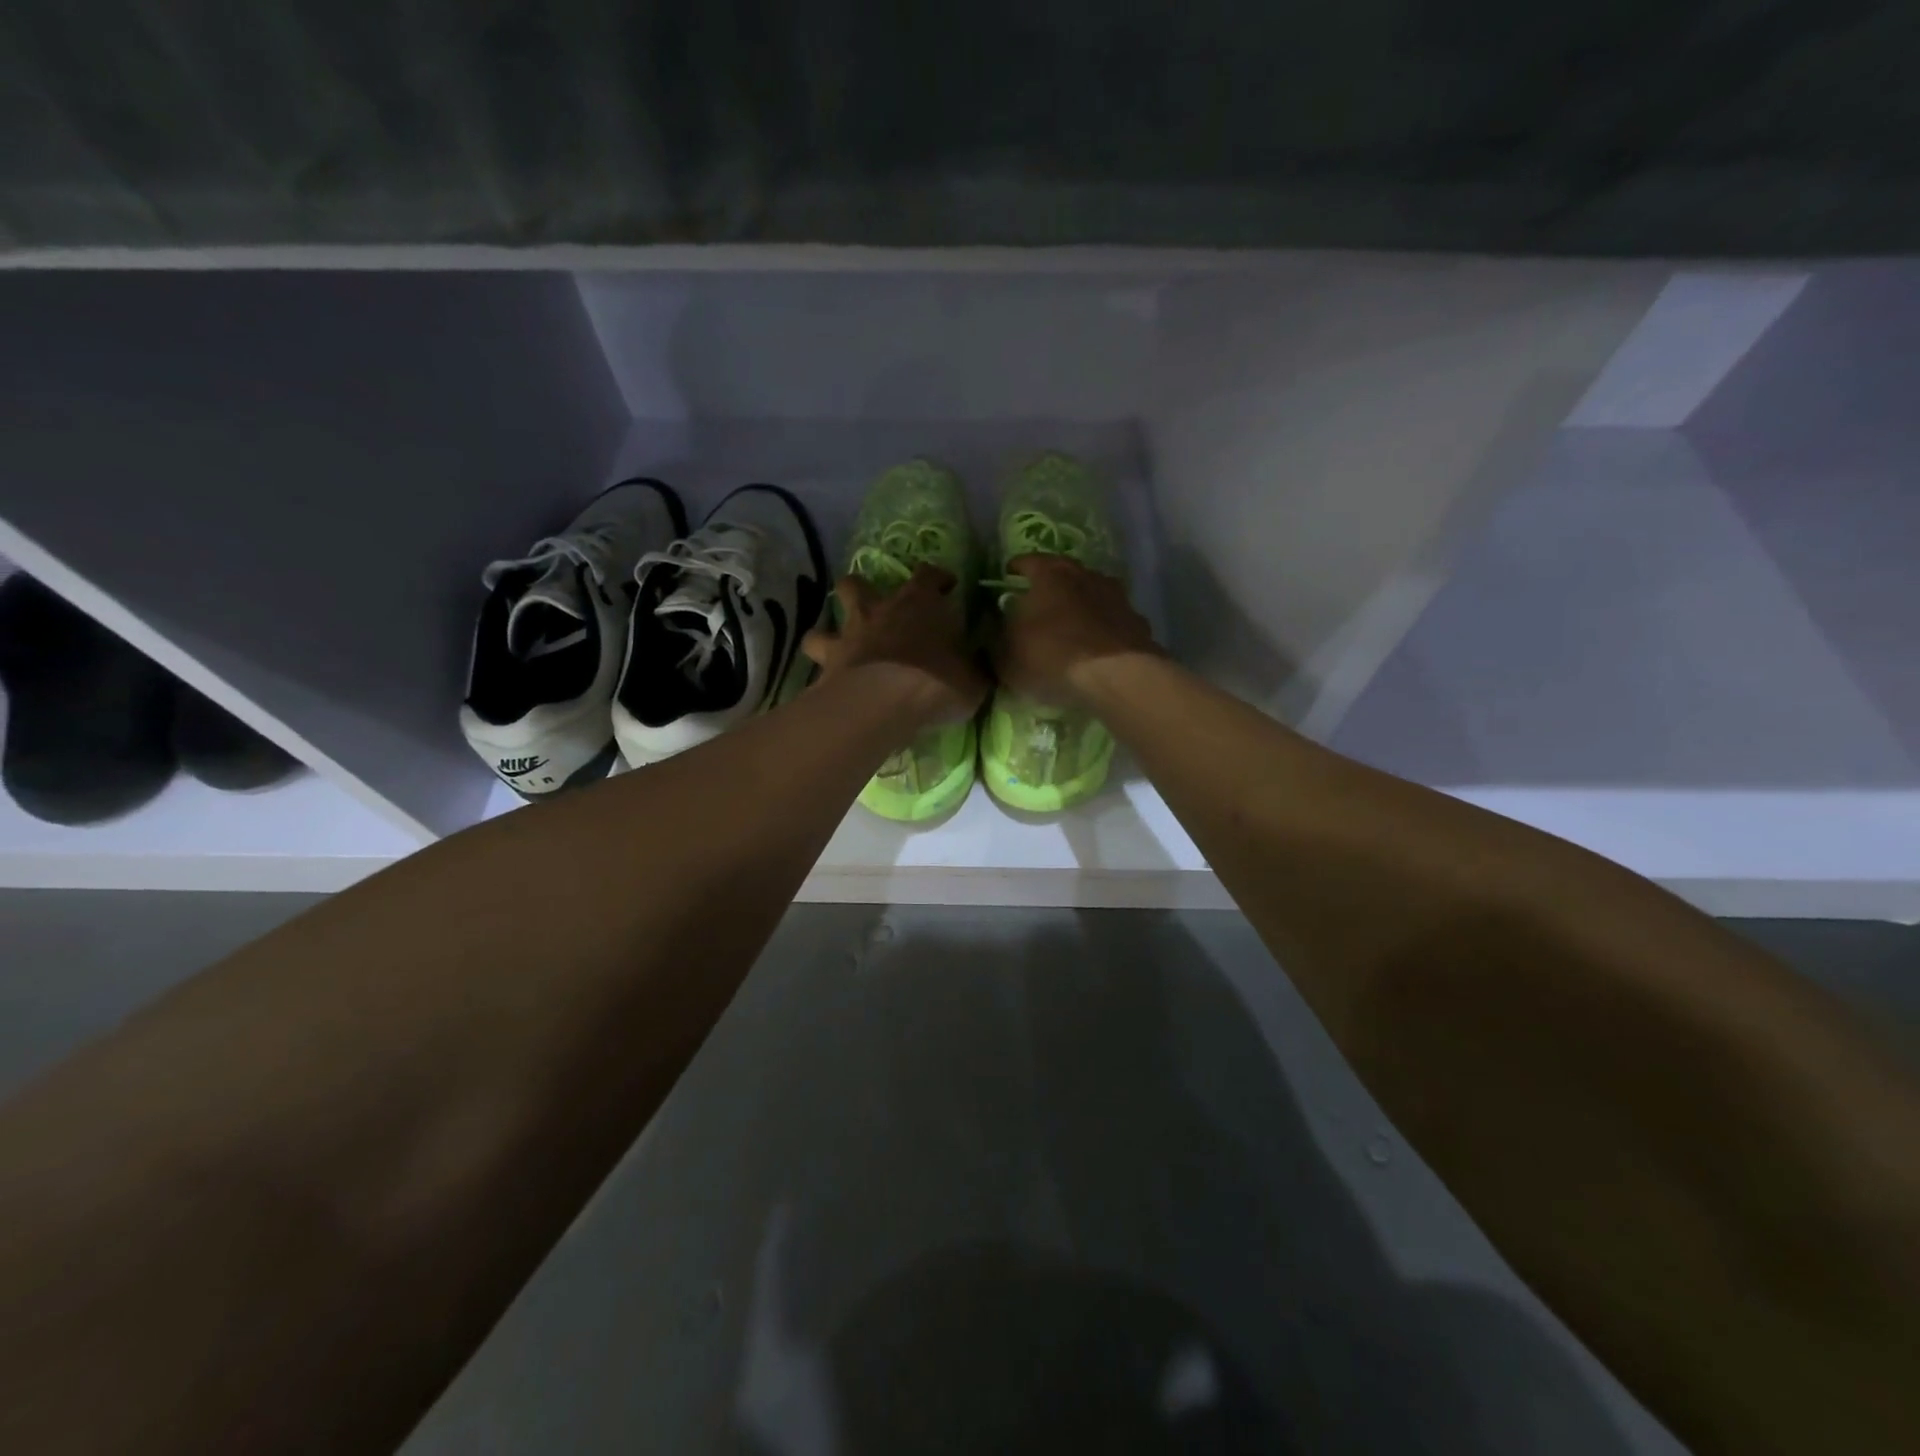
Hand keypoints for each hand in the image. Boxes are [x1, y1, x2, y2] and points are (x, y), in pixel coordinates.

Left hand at [803, 566, 987, 727]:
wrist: (884, 701)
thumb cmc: (936, 682)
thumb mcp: (973, 680)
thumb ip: (974, 668)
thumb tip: (979, 665)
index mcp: (920, 603)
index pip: (929, 574)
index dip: (937, 577)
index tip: (946, 586)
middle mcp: (879, 610)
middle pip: (858, 583)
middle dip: (863, 590)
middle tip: (874, 607)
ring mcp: (848, 634)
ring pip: (826, 617)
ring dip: (831, 629)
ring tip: (839, 645)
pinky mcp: (826, 663)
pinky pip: (815, 658)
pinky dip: (820, 665)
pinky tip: (826, 678)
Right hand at [993, 554, 1161, 706]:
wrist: (1116, 676)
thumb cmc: (1051, 657)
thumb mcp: (1006, 657)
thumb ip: (995, 639)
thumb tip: (993, 629)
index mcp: (1050, 575)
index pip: (1028, 561)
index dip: (1016, 568)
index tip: (1009, 574)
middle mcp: (1086, 576)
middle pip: (1065, 573)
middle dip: (1052, 585)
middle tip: (1039, 600)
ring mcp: (1117, 598)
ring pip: (1093, 594)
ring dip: (1081, 605)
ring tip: (1070, 624)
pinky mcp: (1138, 623)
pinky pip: (1113, 621)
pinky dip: (1104, 629)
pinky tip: (1098, 646)